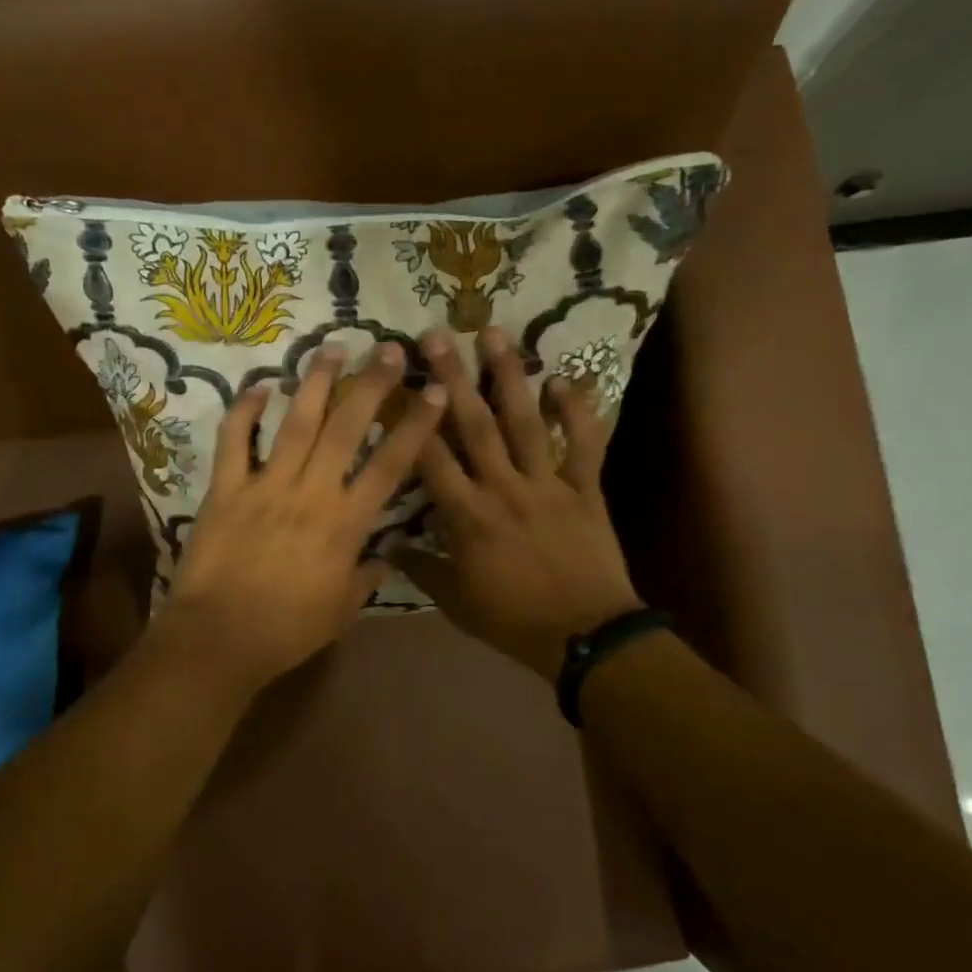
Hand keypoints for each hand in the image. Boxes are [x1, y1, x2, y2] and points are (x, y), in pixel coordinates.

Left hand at [150, 342, 445, 699]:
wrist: (220, 638)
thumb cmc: (287, 629)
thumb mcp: (341, 610)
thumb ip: (366, 576)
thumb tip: (385, 556)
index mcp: (345, 523)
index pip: (391, 465)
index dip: (416, 426)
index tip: (434, 392)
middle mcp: (311, 492)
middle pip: (347, 428)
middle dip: (371, 384)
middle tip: (388, 349)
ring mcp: (266, 485)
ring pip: (296, 423)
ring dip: (316, 382)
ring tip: (332, 348)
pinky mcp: (226, 488)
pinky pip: (235, 441)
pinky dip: (245, 411)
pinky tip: (260, 386)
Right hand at [393, 327, 642, 681]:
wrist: (585, 637)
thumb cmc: (513, 620)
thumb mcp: (456, 601)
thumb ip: (420, 567)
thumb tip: (386, 543)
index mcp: (467, 515)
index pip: (430, 458)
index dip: (410, 419)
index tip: (394, 383)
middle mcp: (503, 488)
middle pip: (473, 425)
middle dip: (452, 377)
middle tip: (436, 335)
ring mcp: (547, 484)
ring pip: (525, 422)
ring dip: (509, 376)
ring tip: (495, 334)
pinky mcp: (584, 488)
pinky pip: (584, 444)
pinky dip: (578, 411)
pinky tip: (563, 379)